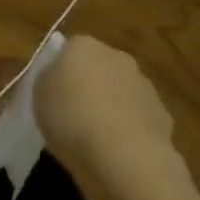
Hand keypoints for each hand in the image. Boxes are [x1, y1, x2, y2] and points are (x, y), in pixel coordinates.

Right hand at [35, 36, 174, 174]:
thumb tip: (58, 77)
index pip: (69, 48)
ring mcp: (143, 84)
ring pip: (121, 91)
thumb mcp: (38, 96)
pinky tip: (119, 150)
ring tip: (96, 136)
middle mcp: (116, 56)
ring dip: (111, 105)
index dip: (60, 71)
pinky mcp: (162, 112)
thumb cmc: (71, 117)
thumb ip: (48, 79)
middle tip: (73, 113)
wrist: (125, 153)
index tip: (53, 93)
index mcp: (83, 46)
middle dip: (89, 85)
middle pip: (98, 67)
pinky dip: (129, 128)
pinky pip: (138, 116)